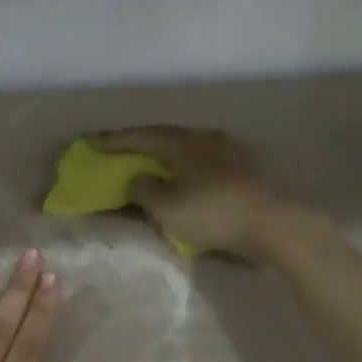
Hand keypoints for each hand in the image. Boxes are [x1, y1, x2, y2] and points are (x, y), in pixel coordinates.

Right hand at [90, 125, 300, 261]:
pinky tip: (186, 175)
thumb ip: (144, 189)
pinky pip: (203, 162)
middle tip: (119, 148)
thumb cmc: (212, 212)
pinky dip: (186, 167)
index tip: (90, 142)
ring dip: (165, 154)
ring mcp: (228, 152)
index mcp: (182, 142)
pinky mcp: (244, 170)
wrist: (271, 225)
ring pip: (187, 147)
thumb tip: (138, 178)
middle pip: (165, 136)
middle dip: (140, 143)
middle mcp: (205, 138)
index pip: (140, 136)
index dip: (114, 140)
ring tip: (152, 161)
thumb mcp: (166, 206)